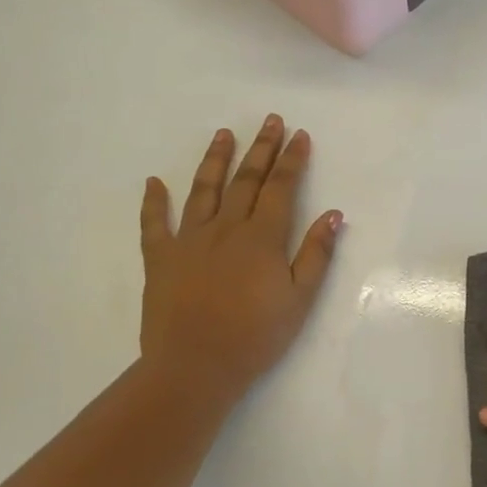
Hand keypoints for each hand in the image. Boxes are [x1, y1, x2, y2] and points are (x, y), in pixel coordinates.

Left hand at [138, 115, 341, 398]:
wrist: (195, 365)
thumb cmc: (256, 336)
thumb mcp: (300, 299)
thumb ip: (316, 254)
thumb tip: (334, 215)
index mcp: (262, 238)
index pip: (281, 188)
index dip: (292, 160)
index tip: (299, 135)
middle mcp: (225, 228)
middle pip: (246, 180)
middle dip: (261, 149)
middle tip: (270, 120)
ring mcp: (189, 240)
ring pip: (203, 190)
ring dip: (215, 160)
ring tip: (224, 134)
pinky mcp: (160, 259)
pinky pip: (153, 224)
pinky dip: (153, 202)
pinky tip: (154, 182)